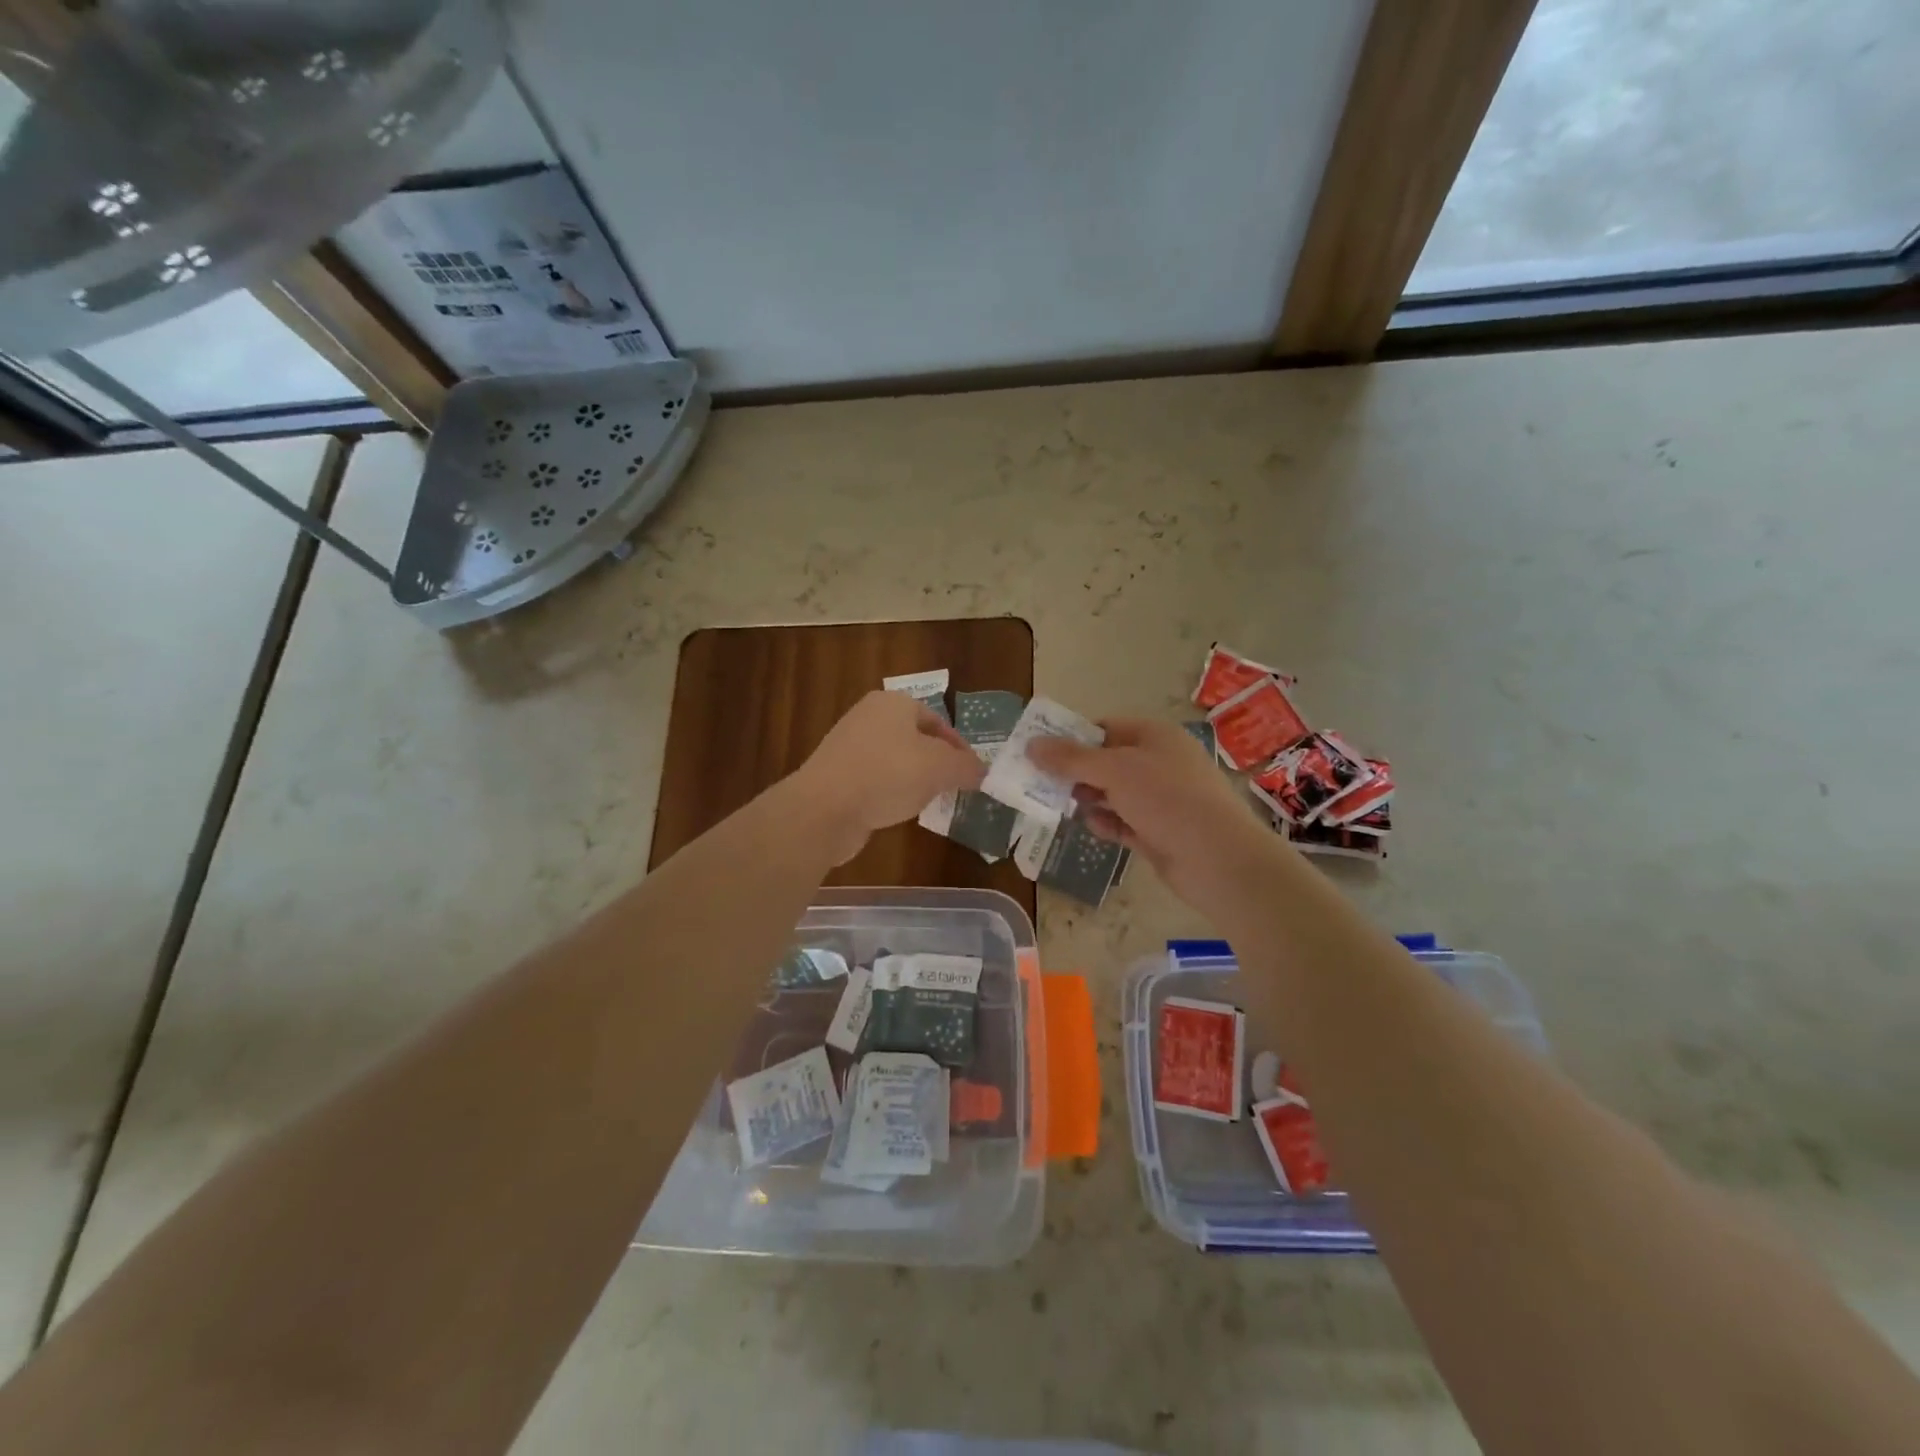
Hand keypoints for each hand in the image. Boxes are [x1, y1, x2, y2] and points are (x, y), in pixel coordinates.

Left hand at [788, 690, 984, 863]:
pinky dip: (889, 792)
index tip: (971, 772)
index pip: (936, 719)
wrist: (824, 808)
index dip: (958, 746)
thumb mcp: (940, 768)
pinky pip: (874, 780)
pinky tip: (897, 811)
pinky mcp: (836, 775)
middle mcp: (868, 716)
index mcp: (893, 703)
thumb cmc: (888, 775)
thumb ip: (966, 767)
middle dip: (936, 762)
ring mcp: (848, 746)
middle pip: (914, 738)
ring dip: (913, 779)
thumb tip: (981, 771)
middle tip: (954, 787)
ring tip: (929, 801)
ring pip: (894, 760)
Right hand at [1027, 718, 1280, 912]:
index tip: (1042, 752)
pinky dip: (1108, 823)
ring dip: (1090, 799)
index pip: (1106, 727)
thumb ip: (1071, 759)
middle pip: (1108, 761)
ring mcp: (1162, 800)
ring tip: (1061, 806)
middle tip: (1042, 783)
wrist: (1219, 859)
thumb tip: (1031, 744)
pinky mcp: (1161, 832)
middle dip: (1077, 772)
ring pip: (1115, 794)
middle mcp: (1160, 763)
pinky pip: (1125, 822)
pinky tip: (1093, 827)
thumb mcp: (1114, 770)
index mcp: (1155, 736)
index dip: (1073, 737)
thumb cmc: (1167, 799)